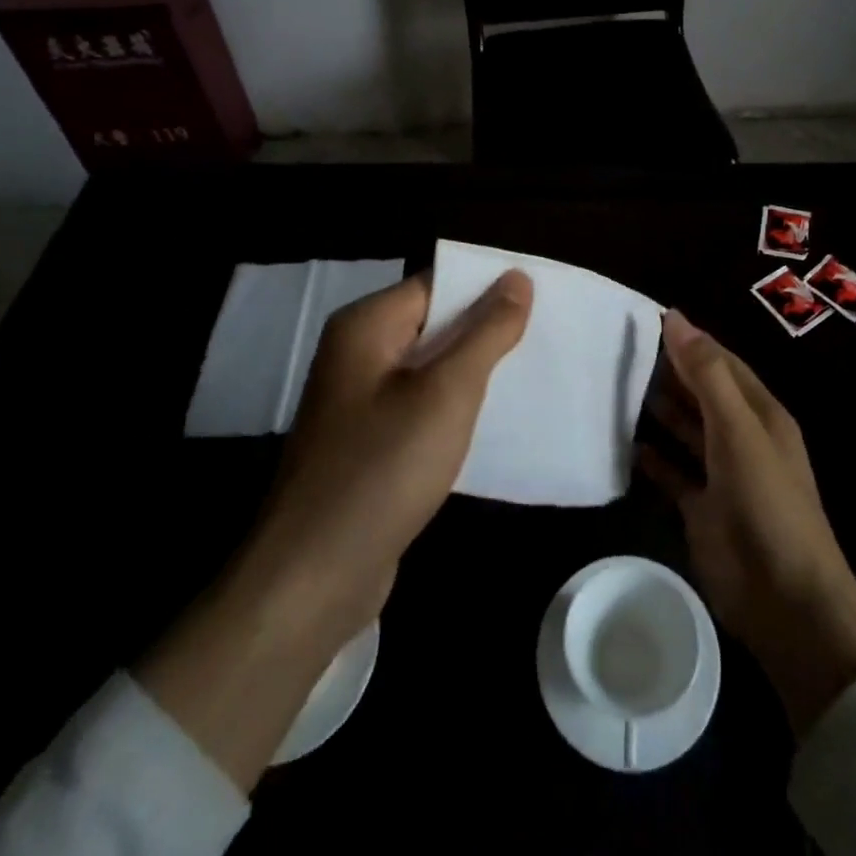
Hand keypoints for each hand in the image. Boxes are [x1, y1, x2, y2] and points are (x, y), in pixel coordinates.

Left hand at [139, 268, 531, 787]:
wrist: (313, 578)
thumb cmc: (383, 470)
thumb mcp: (447, 393)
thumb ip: (486, 332)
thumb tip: (516, 277)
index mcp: (365, 326)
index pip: (437, 284)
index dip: (486, 289)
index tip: (538, 301)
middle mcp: (356, 353)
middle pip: (432, 323)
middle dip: (484, 331)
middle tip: (542, 339)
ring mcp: (357, 401)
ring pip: (428, 367)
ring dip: (472, 372)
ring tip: (528, 376)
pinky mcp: (366, 442)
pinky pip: (418, 406)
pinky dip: (452, 407)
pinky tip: (490, 422)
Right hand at [639, 310, 855, 736]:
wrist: (784, 599)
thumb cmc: (767, 501)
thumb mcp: (739, 429)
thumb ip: (707, 375)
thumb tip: (676, 318)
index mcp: (759, 413)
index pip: (720, 363)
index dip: (688, 340)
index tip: (646, 318)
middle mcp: (740, 437)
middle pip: (700, 393)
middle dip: (668, 371)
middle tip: (620, 348)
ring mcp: (721, 474)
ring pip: (685, 429)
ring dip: (658, 409)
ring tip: (616, 385)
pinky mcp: (701, 508)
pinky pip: (672, 472)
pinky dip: (652, 458)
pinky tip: (625, 443)